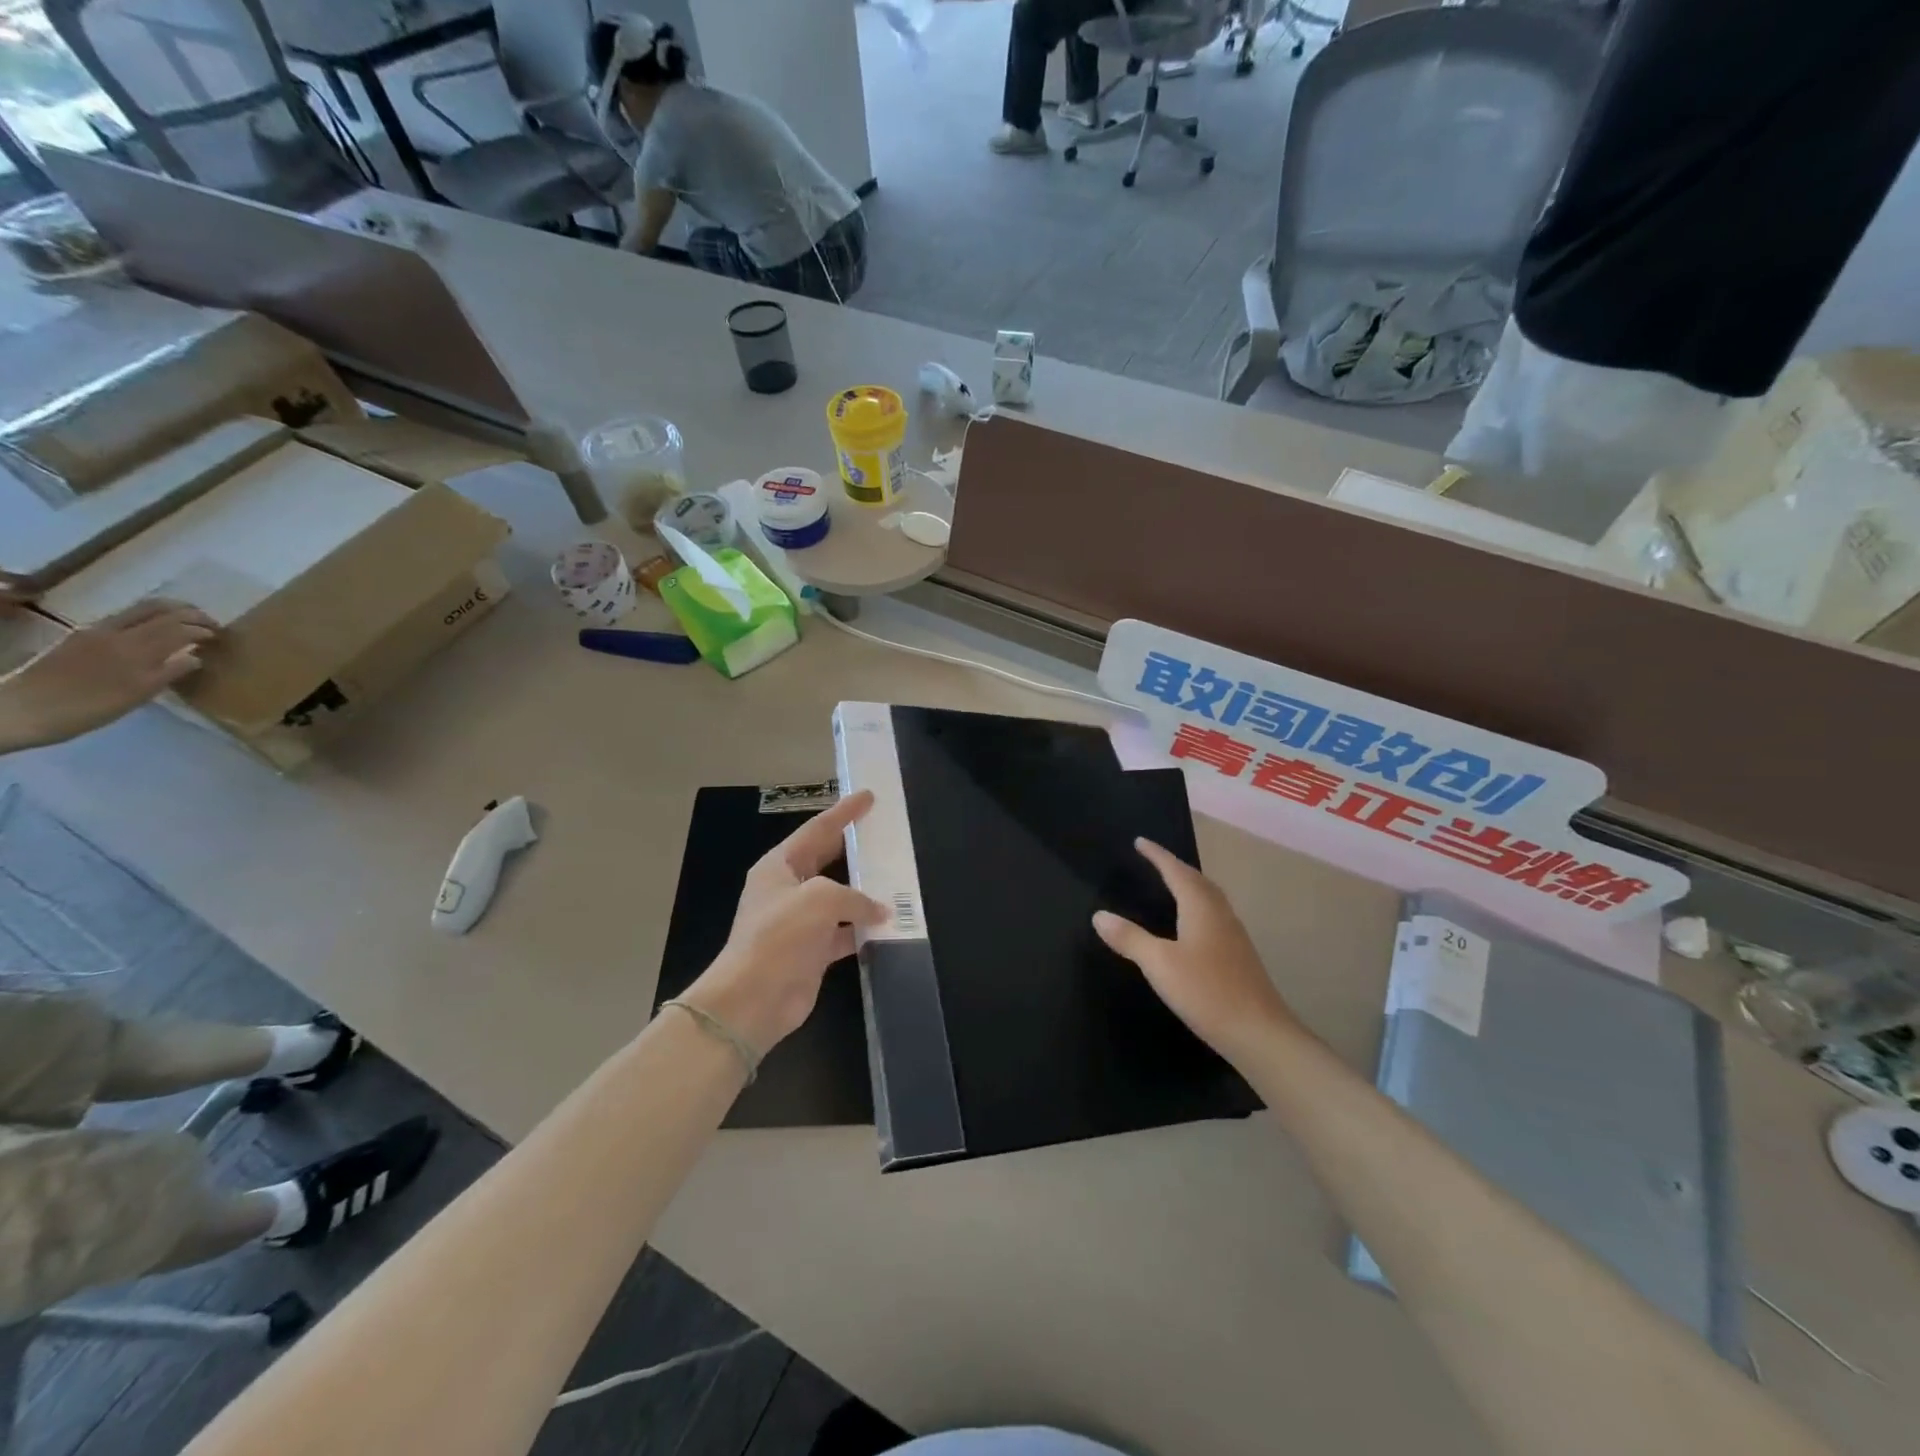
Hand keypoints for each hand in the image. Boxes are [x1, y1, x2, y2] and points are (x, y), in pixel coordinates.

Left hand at [0, 599, 218, 751]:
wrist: (26, 709)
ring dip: (167, 611)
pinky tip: (151, 631)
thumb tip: (196, 656)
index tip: (220, 636)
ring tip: (185, 621)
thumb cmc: (91, 708)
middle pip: (159, 609)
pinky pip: (122, 618)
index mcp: (136, 648)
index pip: (179, 627)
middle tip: (209, 622)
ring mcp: (95, 631)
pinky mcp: (81, 635)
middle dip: (188, 612)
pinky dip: (146, 618)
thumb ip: (169, 672)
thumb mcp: (138, 695)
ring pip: (139, 610)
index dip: (203, 629)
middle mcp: (117, 632)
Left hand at [684, 790, 884, 1054]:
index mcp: (780, 866)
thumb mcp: (820, 899)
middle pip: (828, 859)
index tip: (867, 795)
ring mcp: (800, 922)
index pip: (817, 830)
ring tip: (898, 878)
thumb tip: (880, 909)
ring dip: (866, 892)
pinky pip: (845, 932)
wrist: (753, 999)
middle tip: (885, 832)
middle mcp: (789, 889)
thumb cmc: (780, 937)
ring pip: (840, 898)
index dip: (843, 812)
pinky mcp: (813, 951)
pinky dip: (865, 929)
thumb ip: (855, 896)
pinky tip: (890, 926)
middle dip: (855, 847)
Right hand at [1093, 838, 1303, 1064]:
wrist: (1260, 1033)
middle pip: (1197, 880)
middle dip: (1175, 866)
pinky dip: (1197, 907)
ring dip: (1189, 885)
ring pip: (1209, 898)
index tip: (1140, 841)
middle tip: (1154, 860)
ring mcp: (1233, 935)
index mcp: (1200, 908)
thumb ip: (1130, 938)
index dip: (1157, 855)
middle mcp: (1220, 914)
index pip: (1176, 871)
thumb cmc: (1207, 992)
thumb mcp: (1159, 964)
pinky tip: (1191, 926)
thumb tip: (1099, 915)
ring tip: (1171, 885)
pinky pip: (1214, 916)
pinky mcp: (1239, 956)